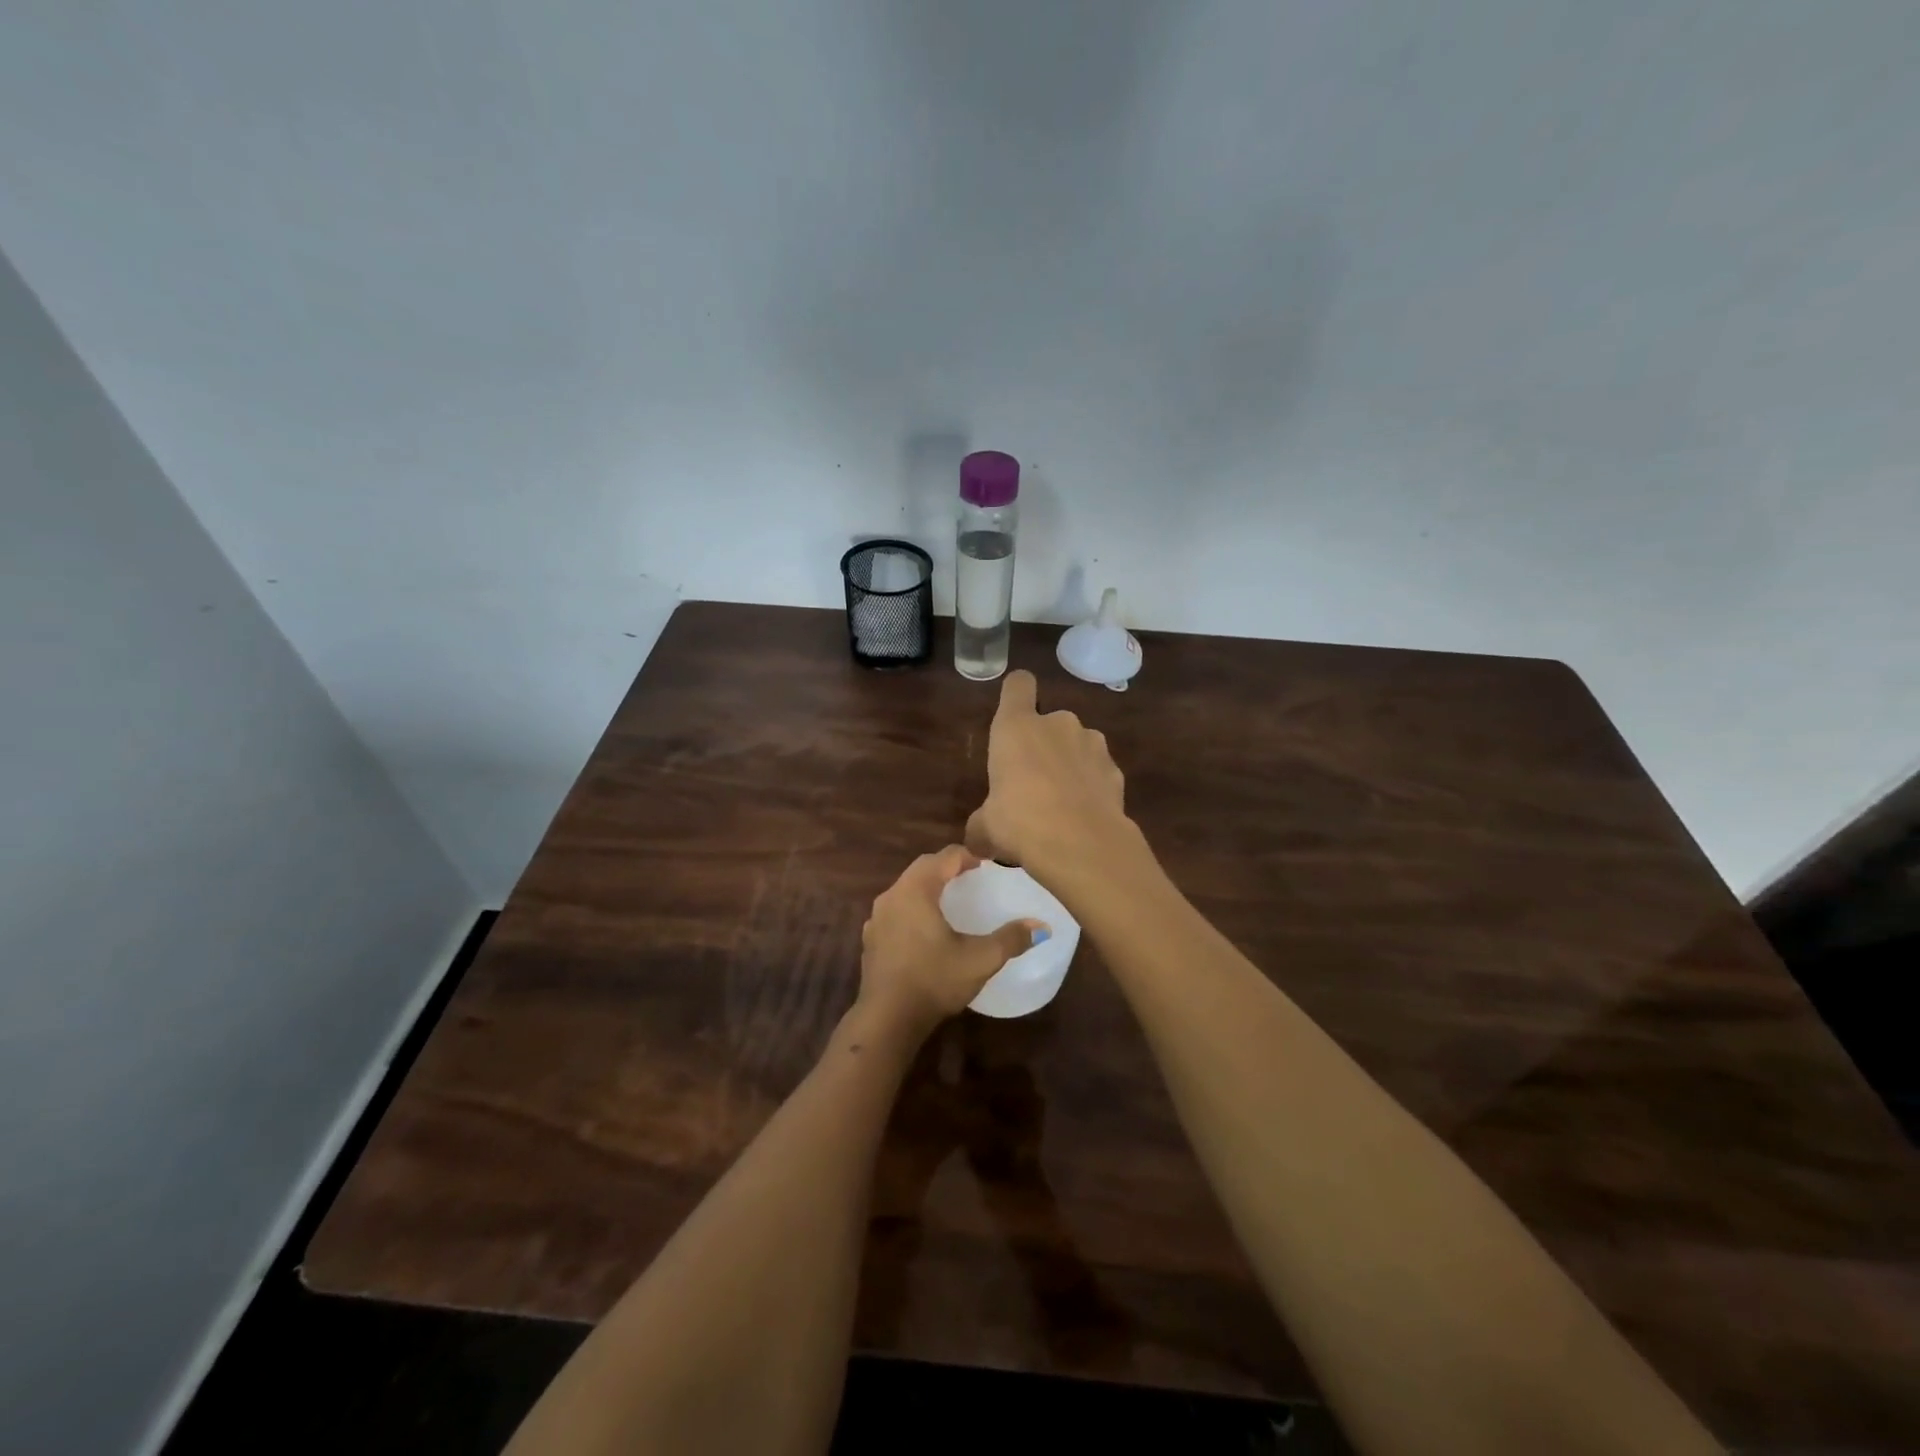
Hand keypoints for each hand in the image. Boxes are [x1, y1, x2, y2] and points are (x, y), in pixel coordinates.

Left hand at [859, 846, 1045, 1034]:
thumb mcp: (980, 959)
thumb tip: (1042, 926)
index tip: (988, 864)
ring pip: (906, 889)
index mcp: (916, 890)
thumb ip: (1011, 939)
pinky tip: (926, 929)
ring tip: (951, 900)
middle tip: (972, 876)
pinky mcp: (870, 939)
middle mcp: (892, 896)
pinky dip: (913, 908)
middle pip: (922, 868)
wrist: (887, 1019)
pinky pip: (896, 910)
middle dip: (947, 867)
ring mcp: (877, 918)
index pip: (944, 857)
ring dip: (928, 887)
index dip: (968, 855)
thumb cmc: (934, 980)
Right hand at [964, 670, 1129, 875]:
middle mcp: (1057, 724)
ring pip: (1077, 746)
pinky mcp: (1116, 770)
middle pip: (1050, 722)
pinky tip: (1085, 817)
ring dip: (1070, 766)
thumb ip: (981, 824)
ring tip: (1062, 805)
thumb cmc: (1020, 823)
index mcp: (1016, 727)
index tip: (1014, 712)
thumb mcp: (985, 828)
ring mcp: (1092, 744)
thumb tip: (977, 840)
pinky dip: (1092, 788)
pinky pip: (1098, 772)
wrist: (1081, 845)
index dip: (1016, 693)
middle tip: (1033, 785)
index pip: (1018, 685)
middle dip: (1044, 746)